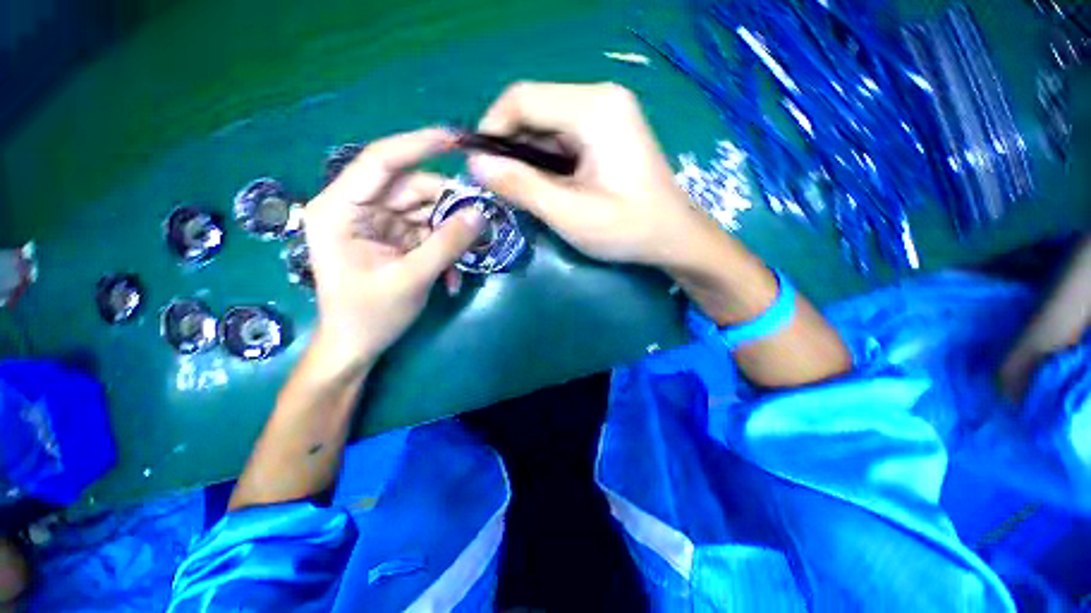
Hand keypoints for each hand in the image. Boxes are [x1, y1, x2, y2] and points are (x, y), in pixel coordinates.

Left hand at [304, 128, 485, 373]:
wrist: (356, 346)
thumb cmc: (369, 316)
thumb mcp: (411, 279)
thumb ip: (446, 244)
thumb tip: (479, 214)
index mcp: (340, 209)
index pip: (380, 162)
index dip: (418, 146)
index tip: (457, 140)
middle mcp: (356, 208)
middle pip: (410, 189)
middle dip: (447, 206)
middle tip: (480, 222)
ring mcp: (376, 224)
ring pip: (423, 211)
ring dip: (449, 233)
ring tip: (469, 256)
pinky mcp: (392, 239)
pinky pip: (426, 232)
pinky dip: (443, 250)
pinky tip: (451, 277)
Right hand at [467, 82, 709, 266]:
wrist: (673, 237)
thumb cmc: (627, 229)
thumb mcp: (569, 214)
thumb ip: (521, 187)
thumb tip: (475, 165)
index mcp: (594, 109)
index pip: (522, 99)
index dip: (491, 129)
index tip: (478, 167)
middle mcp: (600, 99)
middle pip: (533, 110)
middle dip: (509, 148)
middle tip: (499, 187)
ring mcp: (606, 114)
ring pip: (545, 126)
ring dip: (526, 158)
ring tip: (521, 192)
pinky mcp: (606, 132)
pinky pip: (562, 138)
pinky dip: (545, 162)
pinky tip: (546, 187)